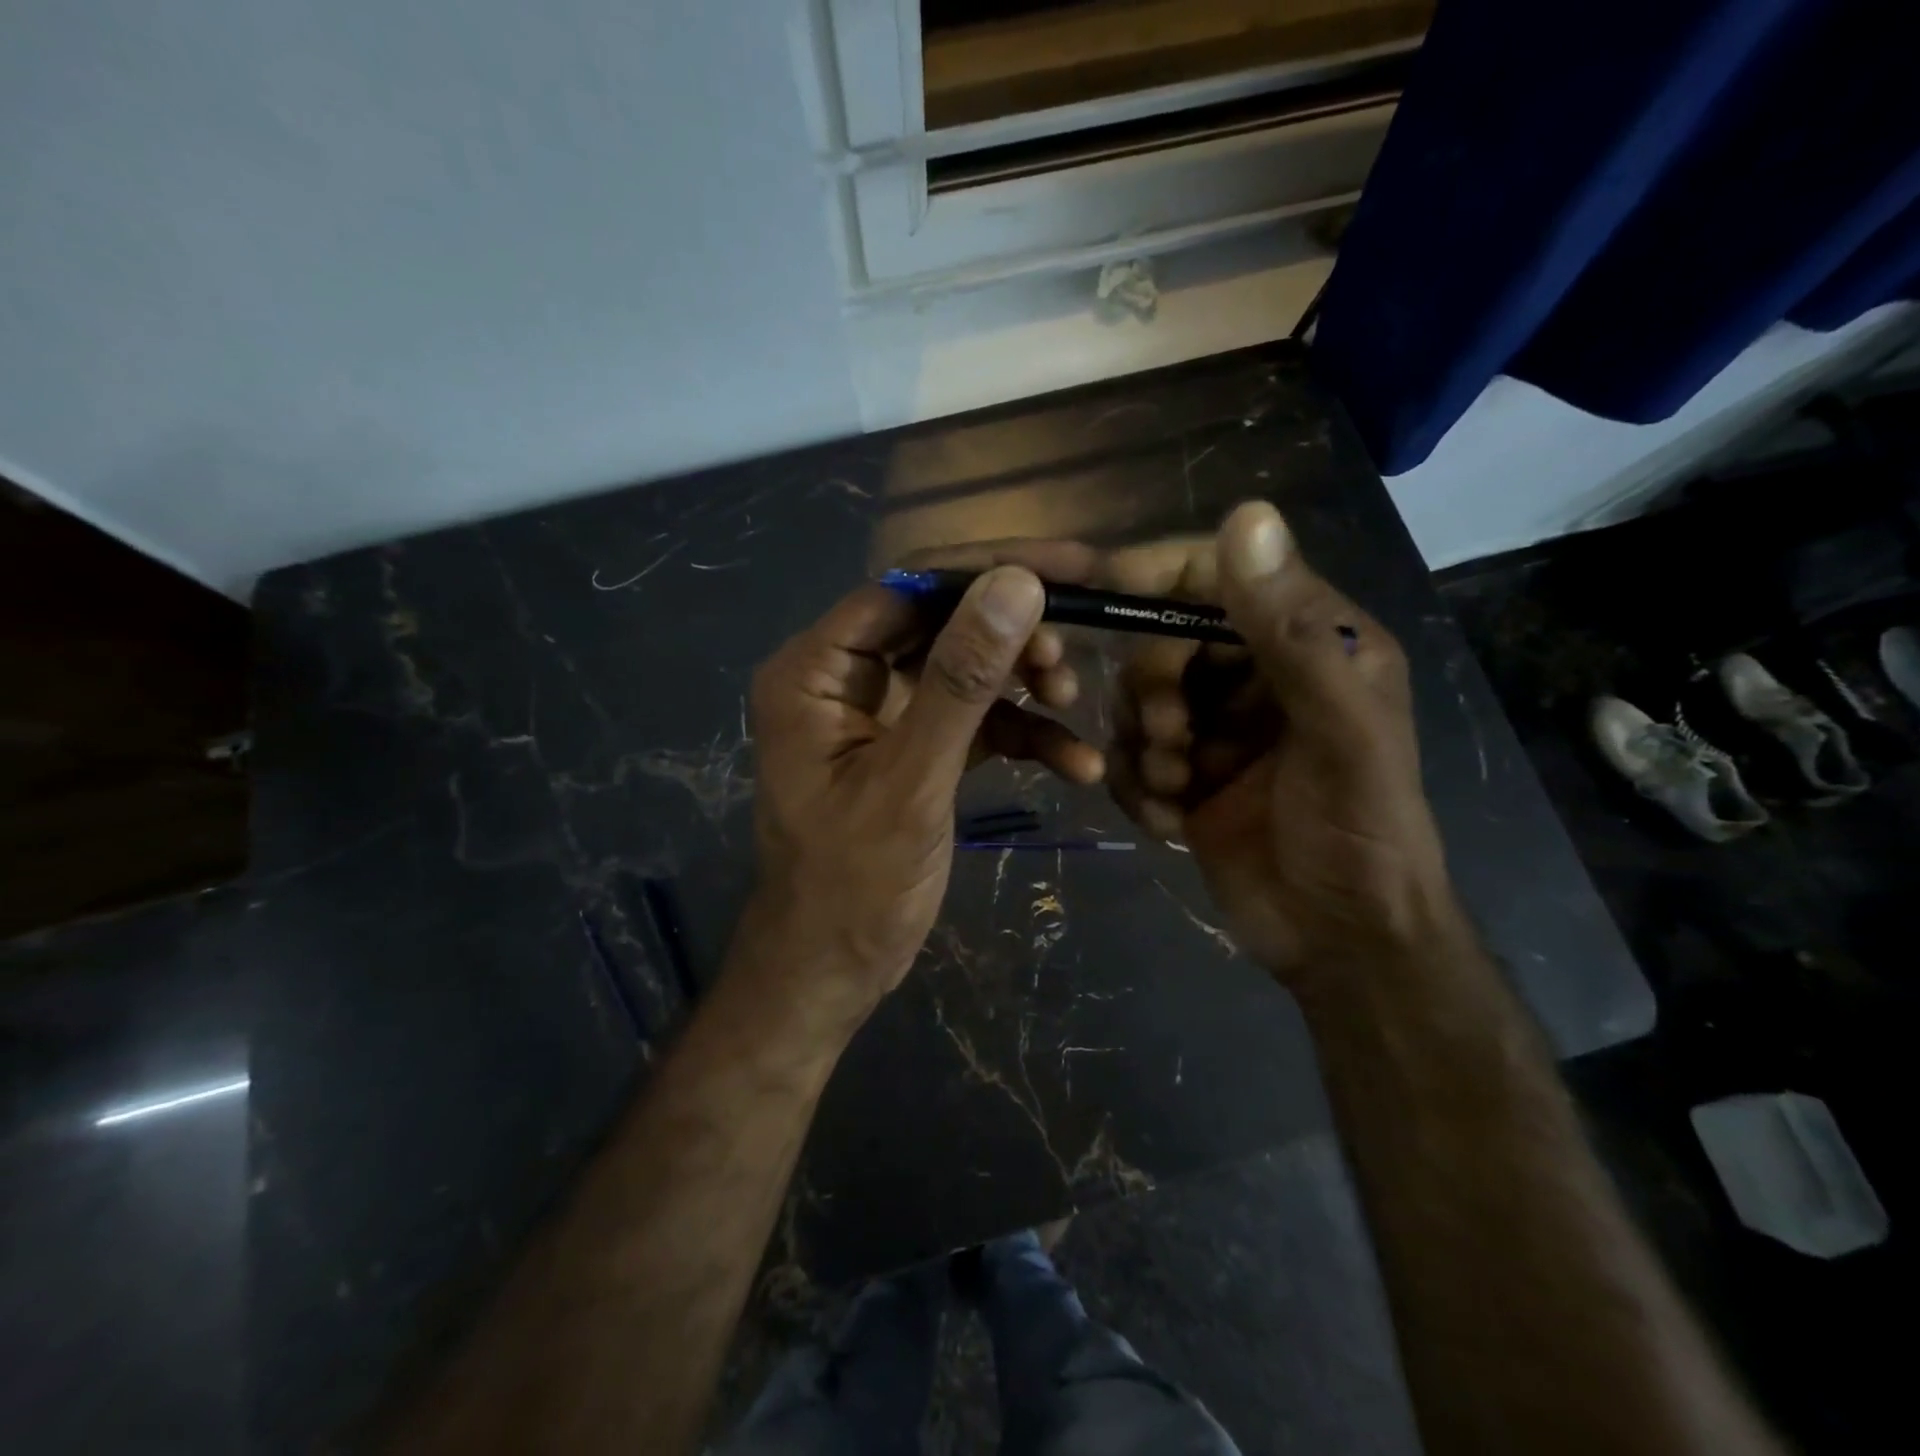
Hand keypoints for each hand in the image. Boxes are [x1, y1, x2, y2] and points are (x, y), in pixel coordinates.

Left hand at [744, 552, 1103, 1029]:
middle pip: (941, 625)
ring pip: (964, 671)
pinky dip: (1021, 735)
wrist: (832, 972)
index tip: (1072, 567)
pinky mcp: (915, 750)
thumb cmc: (854, 886)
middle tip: (1071, 657)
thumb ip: (961, 681)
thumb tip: (1016, 584)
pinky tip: (1075, 764)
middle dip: (1012, 638)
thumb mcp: (912, 780)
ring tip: (1072, 705)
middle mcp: (843, 679)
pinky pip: (973, 722)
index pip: (908, 589)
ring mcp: (881, 715)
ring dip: (1022, 685)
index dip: (989, 571)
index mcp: (815, 671)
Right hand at [1108, 502, 1460, 992]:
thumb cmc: (1359, 831)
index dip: (1156, 574)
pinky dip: (1141, 788)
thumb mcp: (1338, 730)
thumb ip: (1293, 630)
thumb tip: (1247, 513)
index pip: (1218, 574)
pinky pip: (1132, 758)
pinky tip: (1174, 823)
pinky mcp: (1188, 775)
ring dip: (1146, 746)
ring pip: (1138, 702)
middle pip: (1163, 640)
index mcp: (1309, 640)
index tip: (1097, 594)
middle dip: (1153, 689)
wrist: (1340, 942)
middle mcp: (1257, 673)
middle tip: (1172, 738)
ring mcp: (1217, 727)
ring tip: (1181, 789)